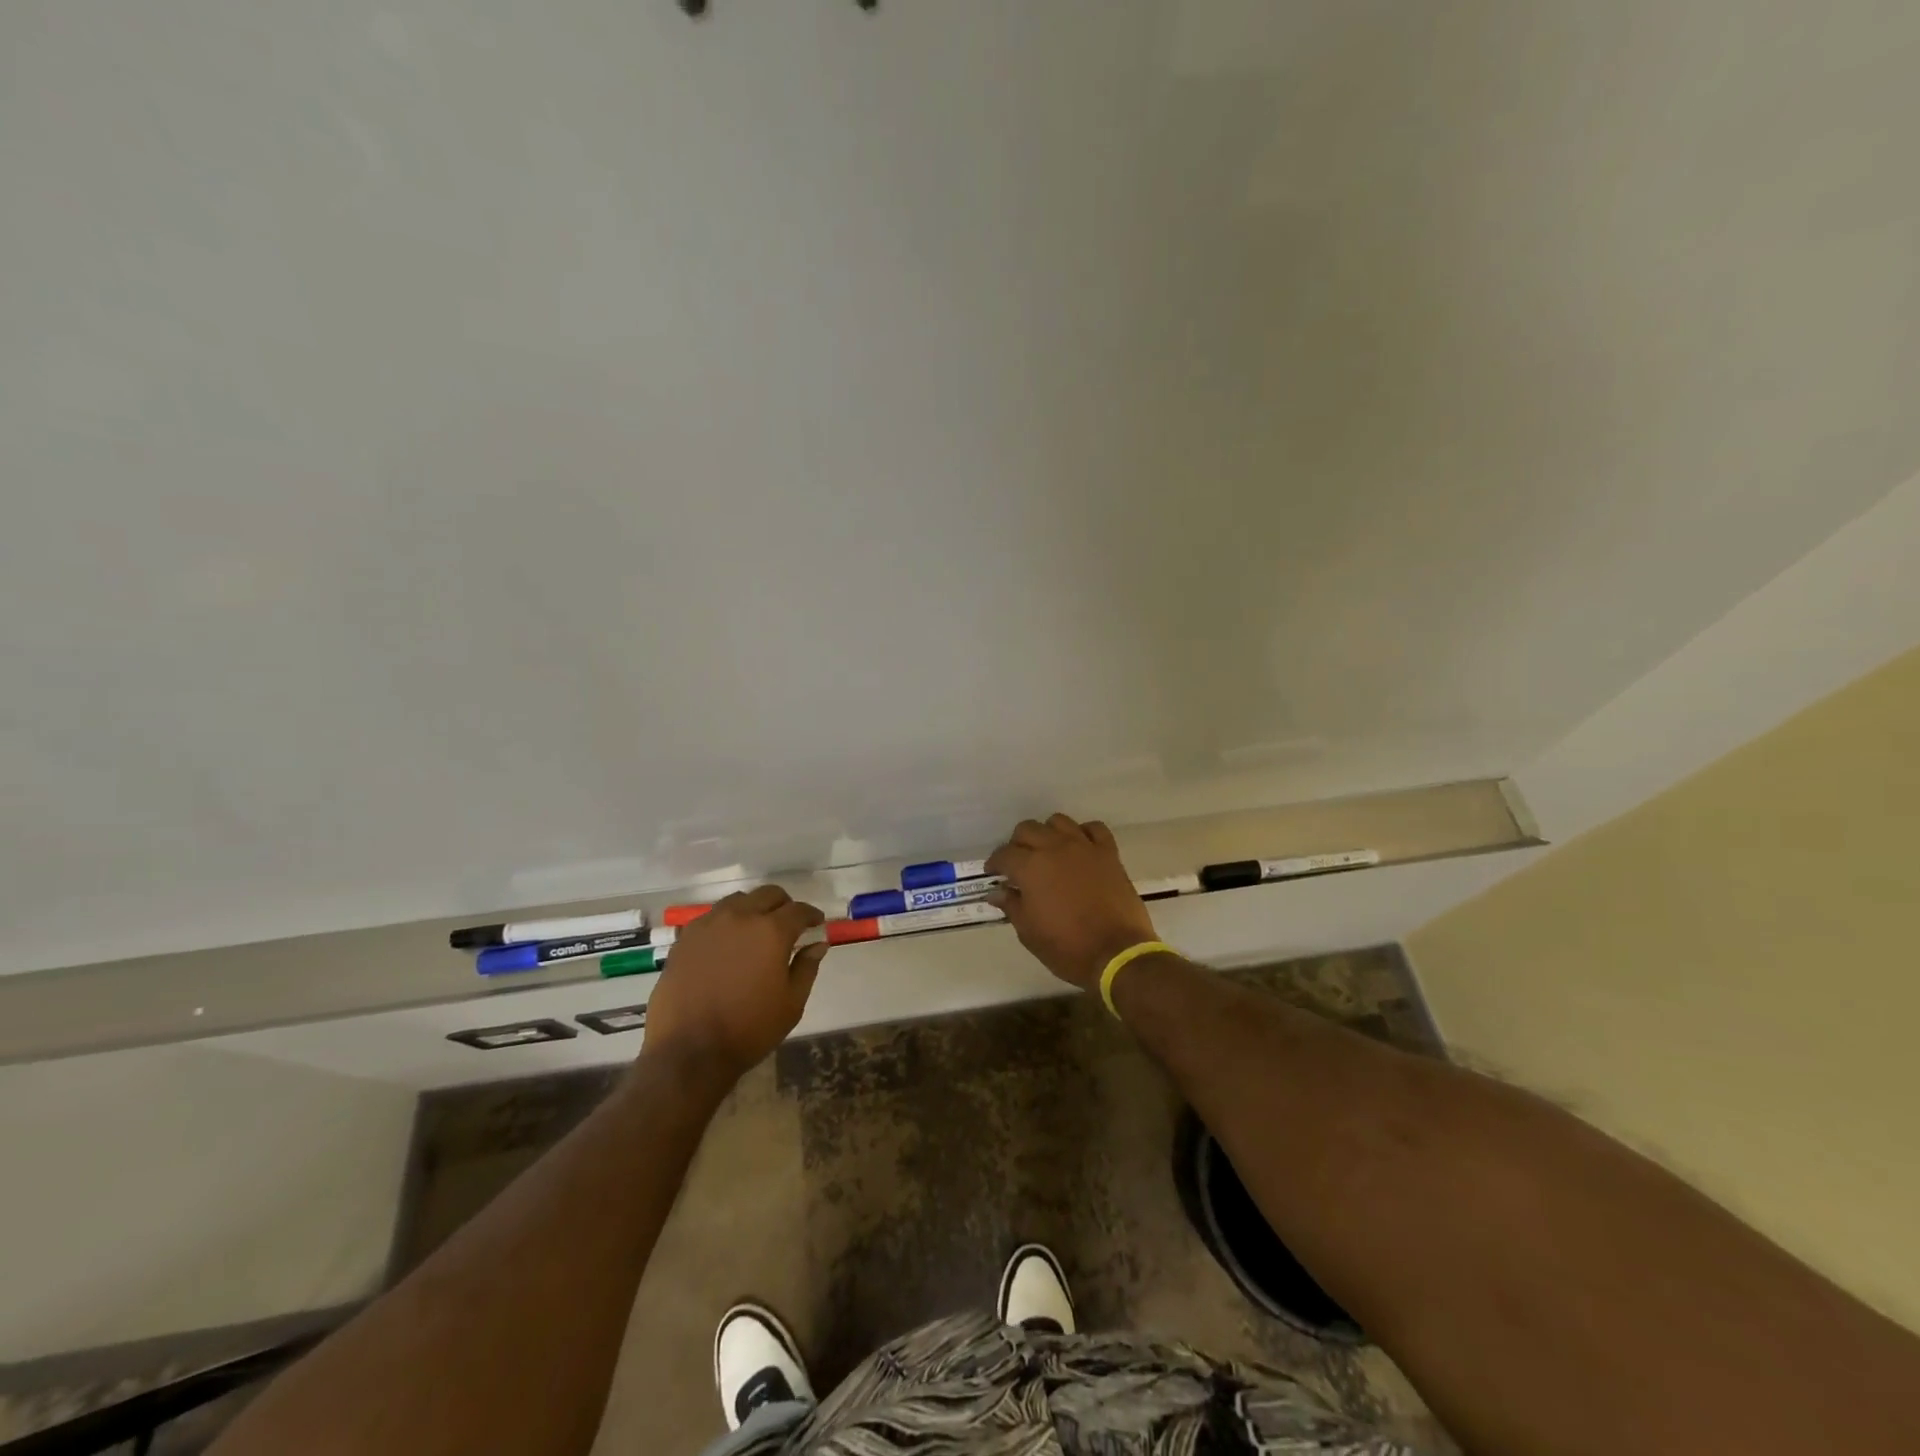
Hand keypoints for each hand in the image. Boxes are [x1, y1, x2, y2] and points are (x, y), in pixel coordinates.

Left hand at [641, 885, 826, 1081]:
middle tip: (789, 923)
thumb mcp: (791, 1004)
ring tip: (755, 930)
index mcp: (771, 931)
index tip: (816, 923)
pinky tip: (727, 944)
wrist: (689, 1051)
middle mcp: (740, 917)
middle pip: (768, 895)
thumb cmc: (749, 1030)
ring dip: (753, 909)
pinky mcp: (685, 939)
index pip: (798, 910)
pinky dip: (726, 922)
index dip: (811, 914)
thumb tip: (817, 944)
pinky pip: (711, 918)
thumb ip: (807, 968)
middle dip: (783, 905)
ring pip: (737, 901)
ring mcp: (708, 925)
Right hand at [985, 813, 1158, 990]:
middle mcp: (1054, 848)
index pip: (1004, 854)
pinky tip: (1080, 848)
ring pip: (1058, 822)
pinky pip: (1094, 829)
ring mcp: (1084, 847)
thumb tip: (997, 892)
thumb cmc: (1067, 947)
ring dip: (1048, 833)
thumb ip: (1012, 906)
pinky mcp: (1108, 853)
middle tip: (1018, 864)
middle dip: (1017, 844)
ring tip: (1048, 852)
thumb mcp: (1029, 932)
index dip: (995, 863)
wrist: (1117, 954)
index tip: (993, 874)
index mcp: (1030, 867)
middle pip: (1028, 829)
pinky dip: (1083, 833)